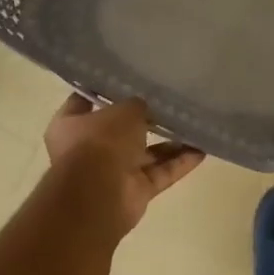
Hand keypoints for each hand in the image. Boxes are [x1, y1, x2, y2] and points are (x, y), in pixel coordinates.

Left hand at [44, 96, 204, 233]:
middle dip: (145, 119)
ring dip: (170, 142)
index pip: (85, 102)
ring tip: (194, 125)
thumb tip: (145, 107)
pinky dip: (179, 163)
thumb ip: (136, 105)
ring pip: (146, 153)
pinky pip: (161, 173)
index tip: (128, 79)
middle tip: (170, 102)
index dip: (105, 90)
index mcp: (71, 125)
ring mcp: (113, 172)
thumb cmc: (100, 142)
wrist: (98, 195)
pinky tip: (202, 149)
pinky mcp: (136, 191)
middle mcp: (89, 149)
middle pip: (120, 130)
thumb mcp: (122, 111)